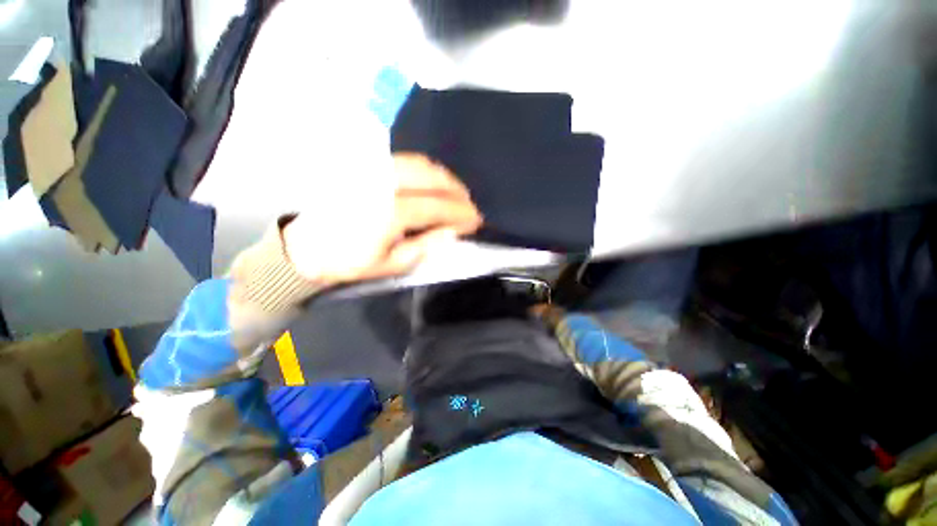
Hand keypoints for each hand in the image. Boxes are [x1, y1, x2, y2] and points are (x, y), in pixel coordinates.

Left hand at [283, 153, 482, 285]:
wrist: (308, 248)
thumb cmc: (352, 262)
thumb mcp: (394, 264)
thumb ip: (427, 245)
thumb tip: (454, 231)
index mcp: (390, 211)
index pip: (437, 207)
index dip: (461, 214)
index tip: (476, 221)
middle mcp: (383, 183)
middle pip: (432, 177)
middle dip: (457, 191)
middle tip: (469, 206)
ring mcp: (372, 169)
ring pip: (419, 163)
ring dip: (444, 177)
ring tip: (456, 193)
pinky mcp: (364, 165)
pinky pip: (404, 160)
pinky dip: (426, 169)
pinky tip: (433, 181)